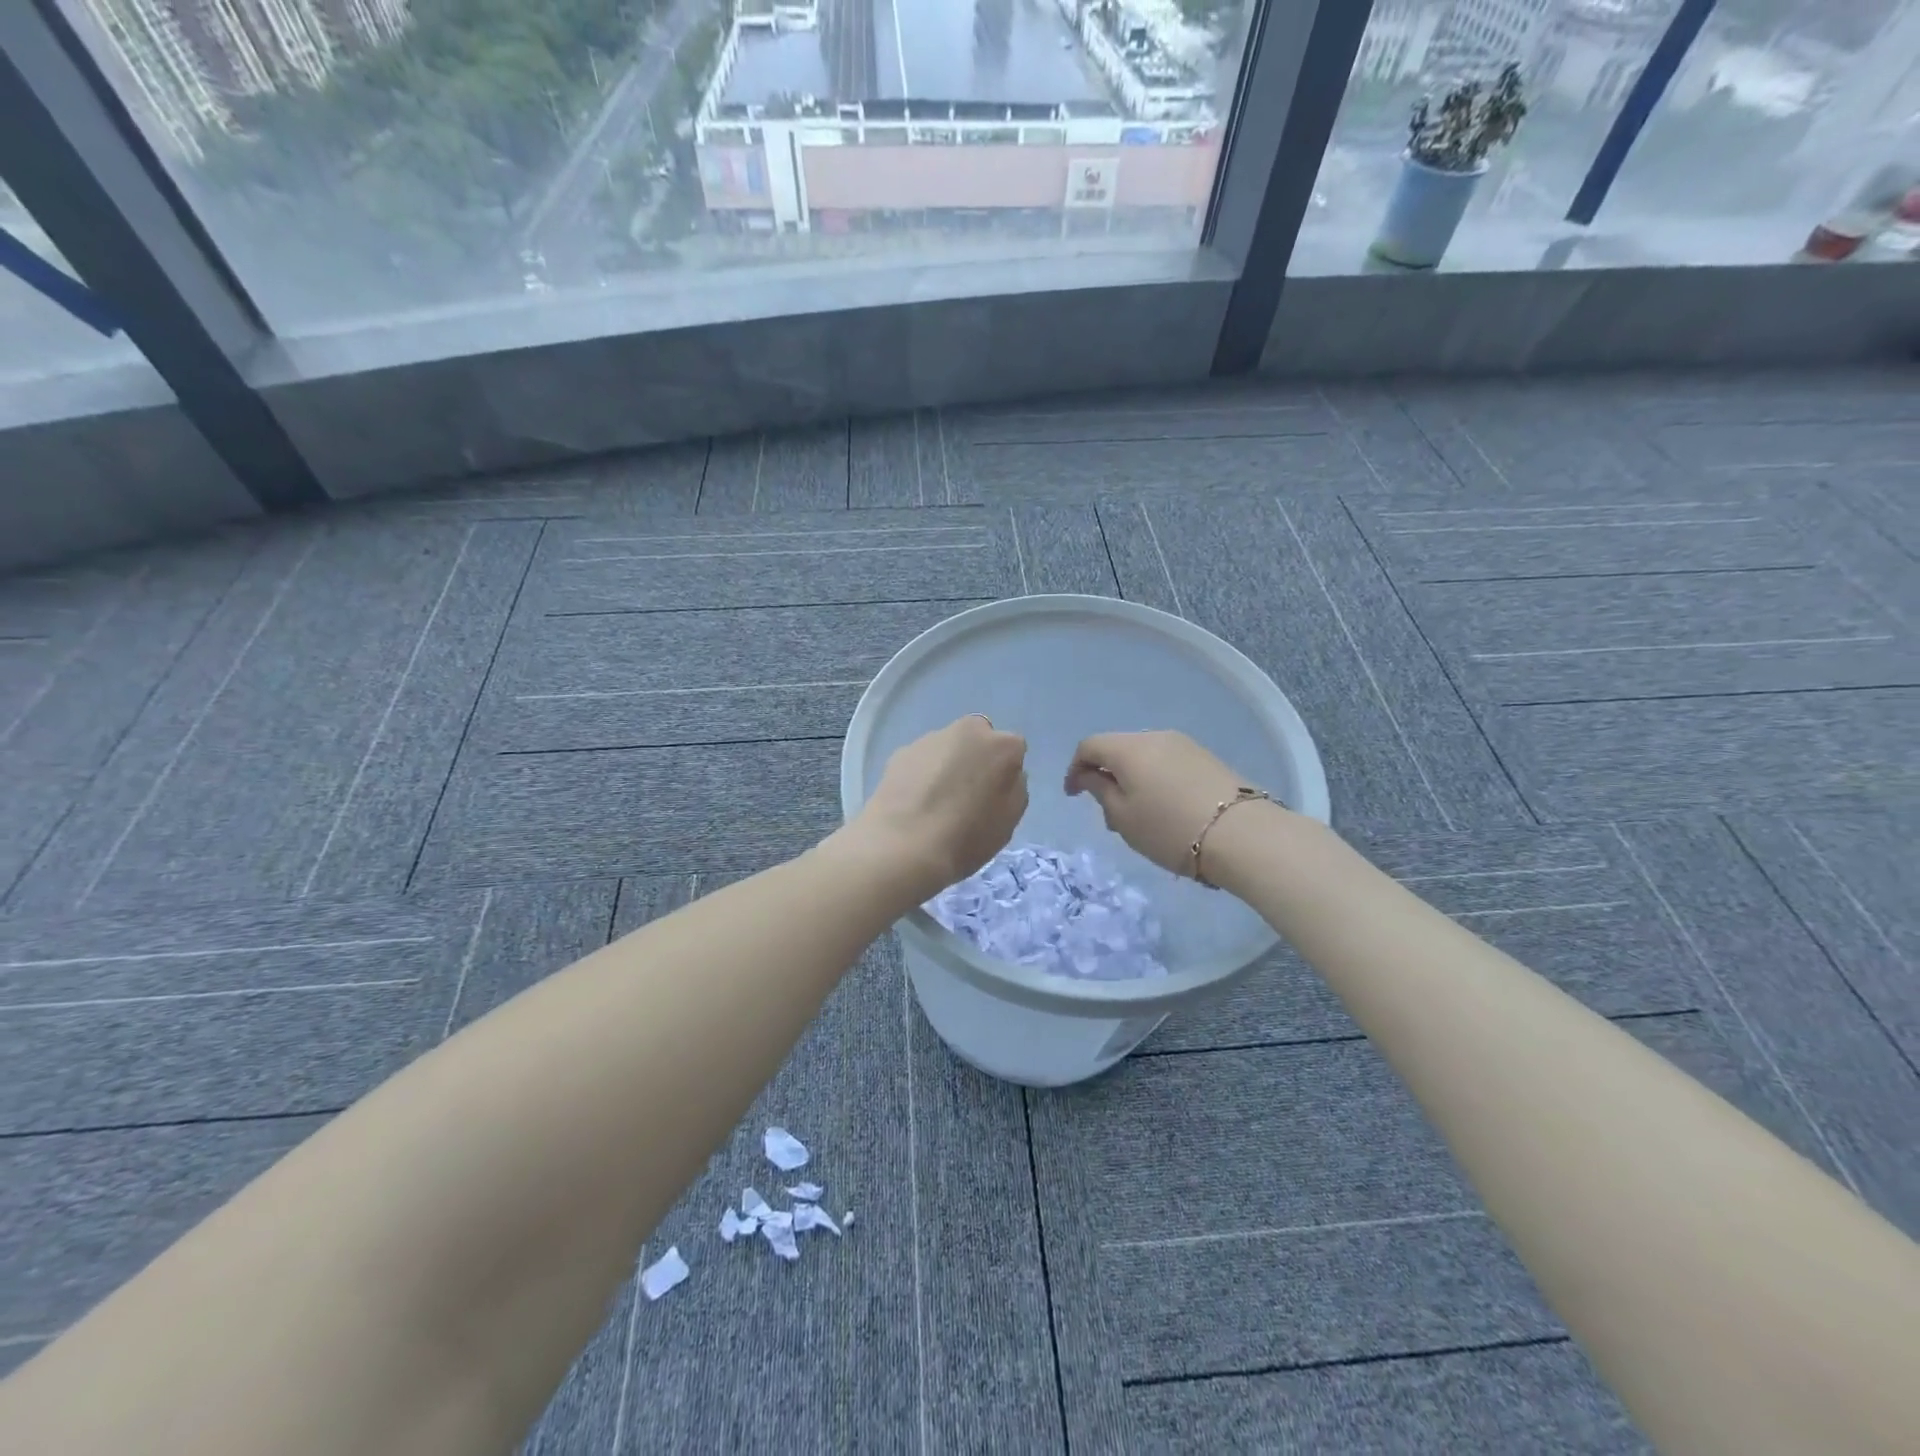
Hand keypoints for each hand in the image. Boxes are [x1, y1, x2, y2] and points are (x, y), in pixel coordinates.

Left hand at [848, 716, 1027, 904]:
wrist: (903, 846)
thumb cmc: (966, 838)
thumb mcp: (1009, 821)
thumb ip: (1013, 788)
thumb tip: (1004, 775)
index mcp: (1002, 745)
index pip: (1013, 750)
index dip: (1004, 774)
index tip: (994, 797)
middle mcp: (967, 730)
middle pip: (978, 740)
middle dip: (975, 759)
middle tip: (966, 795)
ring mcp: (930, 738)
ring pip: (947, 748)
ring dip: (947, 765)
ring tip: (934, 803)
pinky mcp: (900, 751)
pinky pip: (921, 760)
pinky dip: (921, 774)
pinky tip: (914, 802)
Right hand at [1065, 730, 1255, 877]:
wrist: (1243, 835)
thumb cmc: (1170, 829)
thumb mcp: (1123, 817)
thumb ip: (1099, 790)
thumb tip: (1088, 775)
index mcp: (1129, 748)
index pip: (1089, 746)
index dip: (1075, 769)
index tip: (1073, 796)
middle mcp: (1155, 737)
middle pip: (1118, 748)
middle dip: (1105, 775)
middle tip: (1107, 812)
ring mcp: (1184, 745)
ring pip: (1144, 756)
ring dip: (1132, 779)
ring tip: (1137, 815)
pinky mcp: (1206, 758)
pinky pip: (1167, 763)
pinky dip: (1155, 779)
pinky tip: (1164, 808)